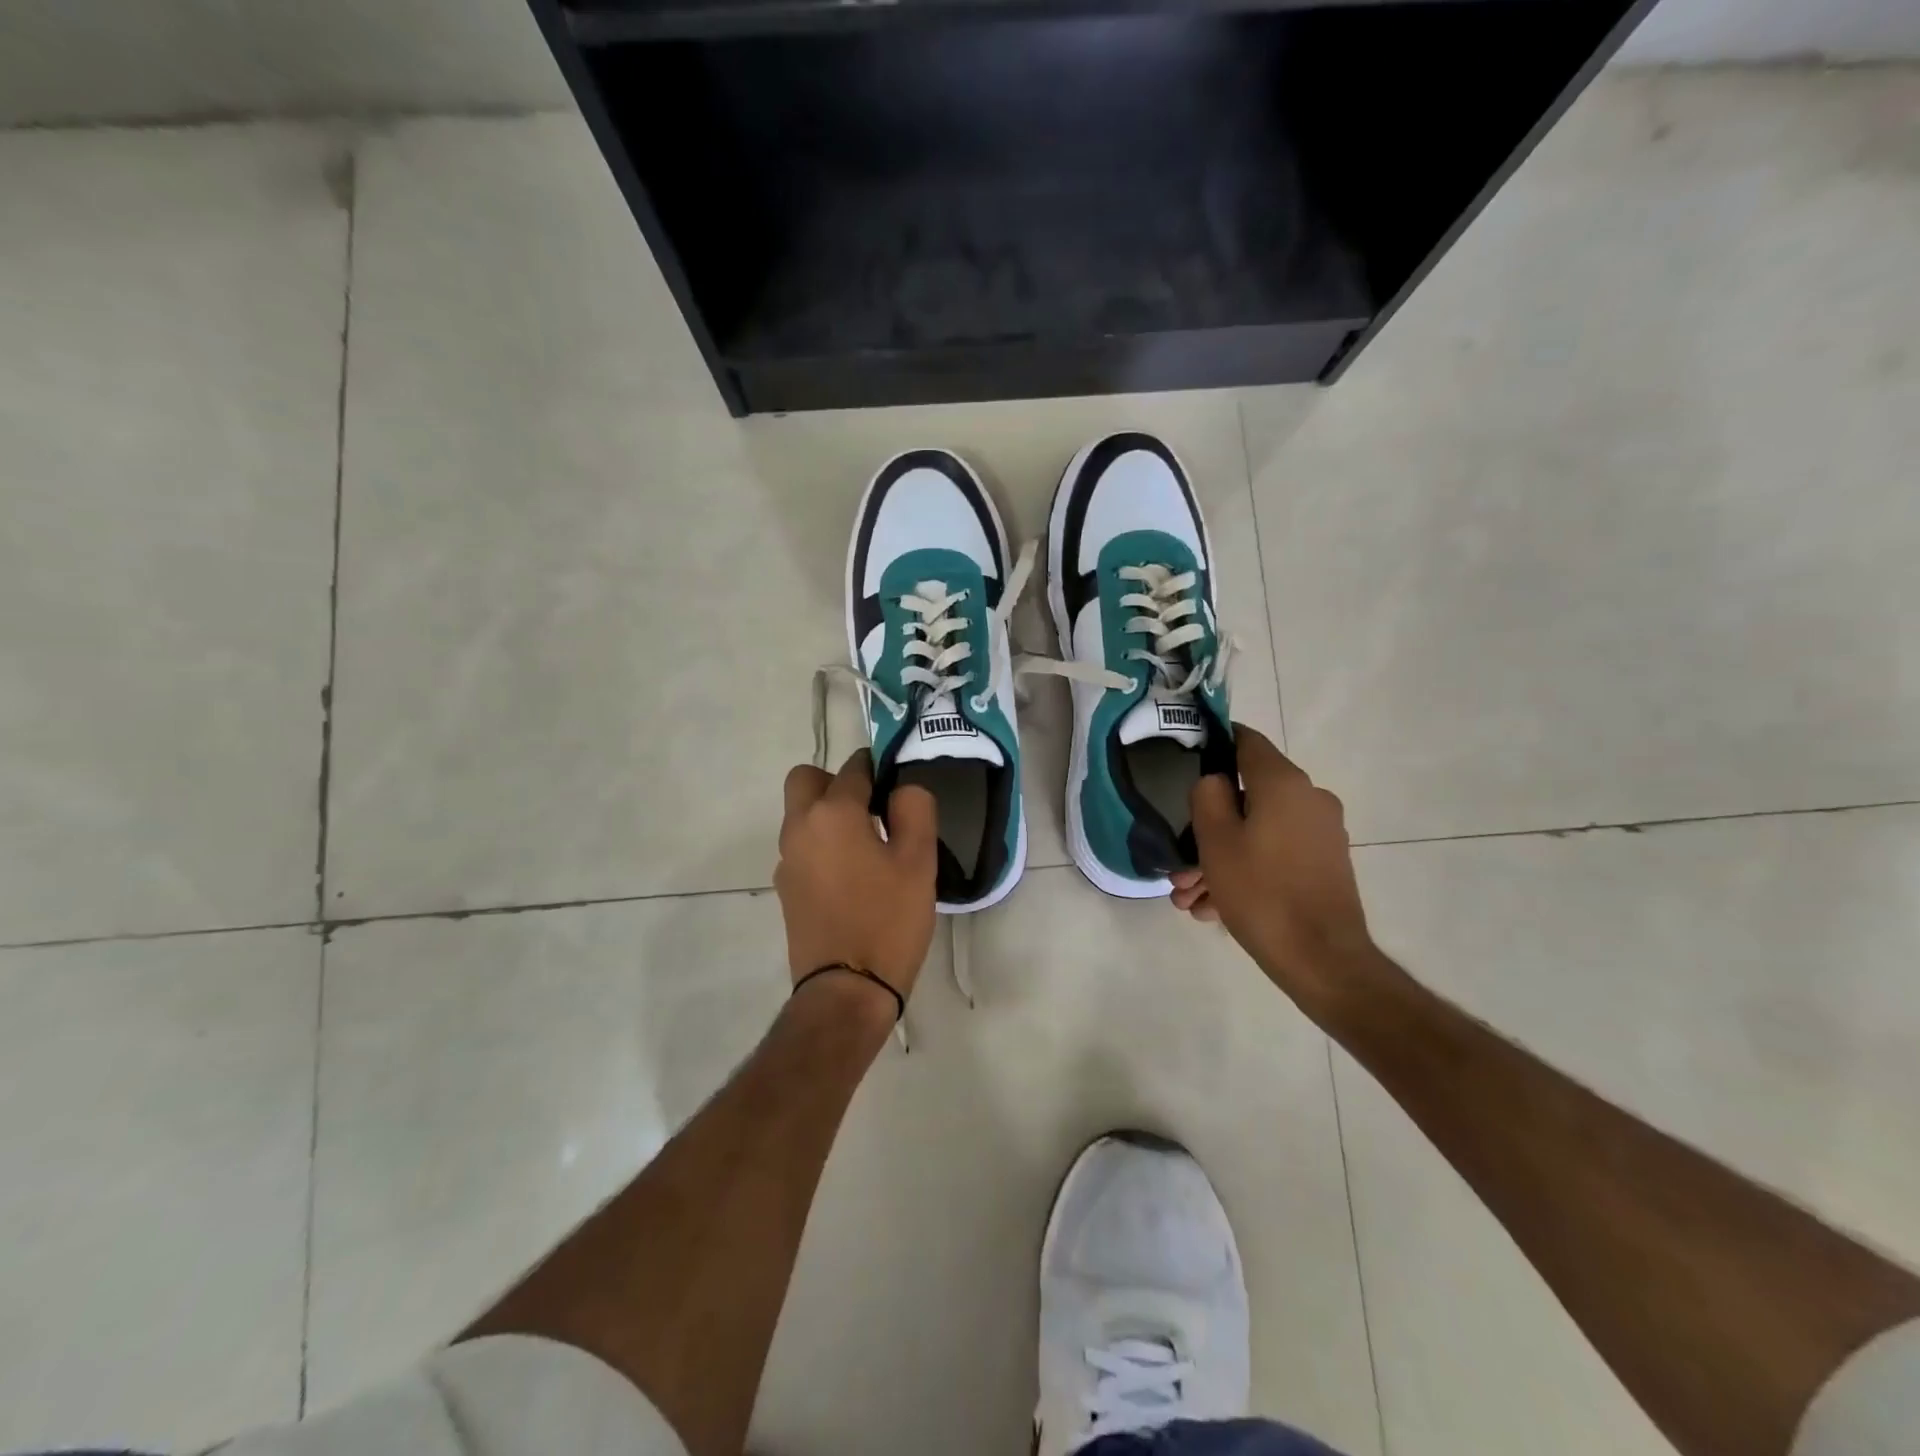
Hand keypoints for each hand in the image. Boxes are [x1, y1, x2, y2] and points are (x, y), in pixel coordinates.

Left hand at [776, 751, 938, 1008]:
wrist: (846, 989)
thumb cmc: (888, 919)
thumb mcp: (918, 860)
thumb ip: (914, 808)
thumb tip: (902, 789)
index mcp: (833, 813)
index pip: (855, 768)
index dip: (879, 768)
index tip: (898, 784)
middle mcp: (799, 827)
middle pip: (807, 780)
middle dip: (837, 782)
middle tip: (872, 808)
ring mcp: (787, 860)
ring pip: (801, 815)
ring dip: (828, 815)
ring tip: (868, 846)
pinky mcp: (785, 889)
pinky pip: (802, 847)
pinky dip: (821, 845)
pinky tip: (851, 876)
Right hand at [1185, 725, 1377, 1013]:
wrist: (1322, 960)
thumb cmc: (1261, 892)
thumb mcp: (1216, 840)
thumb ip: (1208, 795)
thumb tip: (1215, 780)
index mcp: (1284, 783)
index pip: (1245, 740)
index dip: (1214, 743)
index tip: (1185, 760)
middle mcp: (1309, 799)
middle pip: (1246, 798)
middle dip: (1206, 829)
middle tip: (1179, 866)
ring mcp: (1320, 833)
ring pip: (1256, 833)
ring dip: (1219, 860)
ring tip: (1190, 898)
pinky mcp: (1324, 865)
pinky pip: (1274, 855)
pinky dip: (1245, 872)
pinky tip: (1214, 909)